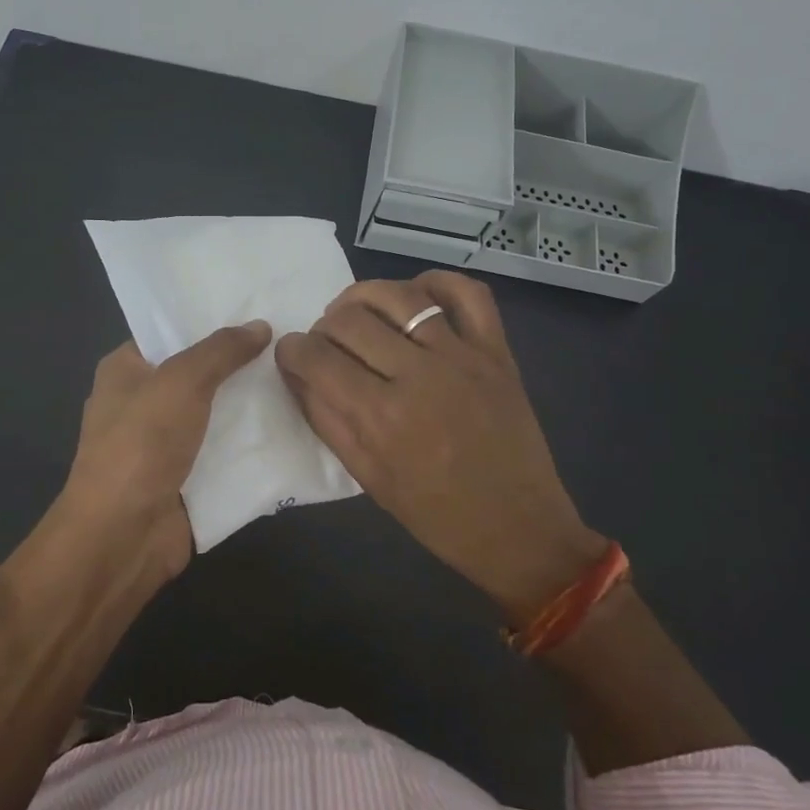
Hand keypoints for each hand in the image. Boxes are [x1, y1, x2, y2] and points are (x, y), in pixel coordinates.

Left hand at [58, 322, 272, 583]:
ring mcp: (163, 444)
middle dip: (239, 362)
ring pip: (215, 414)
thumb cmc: (141, 445)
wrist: (123, 536)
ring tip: (300, 378)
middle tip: (289, 343)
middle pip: (198, 373)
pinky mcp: (185, 478)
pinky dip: (250, 444)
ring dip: (250, 404)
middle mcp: (141, 403)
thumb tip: (260, 326)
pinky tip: (292, 426)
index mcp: (125, 370)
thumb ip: (221, 351)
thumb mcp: (181, 381)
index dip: (209, 320)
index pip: (169, 333)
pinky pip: (223, 452)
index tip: (257, 309)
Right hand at [275, 271, 605, 622]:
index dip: (292, 350)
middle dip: (323, 326)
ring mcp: (462, 356)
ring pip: (400, 296)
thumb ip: (326, 419)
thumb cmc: (435, 514)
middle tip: (325, 343)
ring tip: (355, 311)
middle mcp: (419, 374)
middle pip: (350, 320)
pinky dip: (436, 282)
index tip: (291, 353)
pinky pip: (467, 294)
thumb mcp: (367, 476)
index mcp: (381, 416)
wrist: (518, 526)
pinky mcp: (496, 351)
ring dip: (364, 296)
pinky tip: (415, 294)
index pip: (316, 358)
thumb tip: (296, 373)